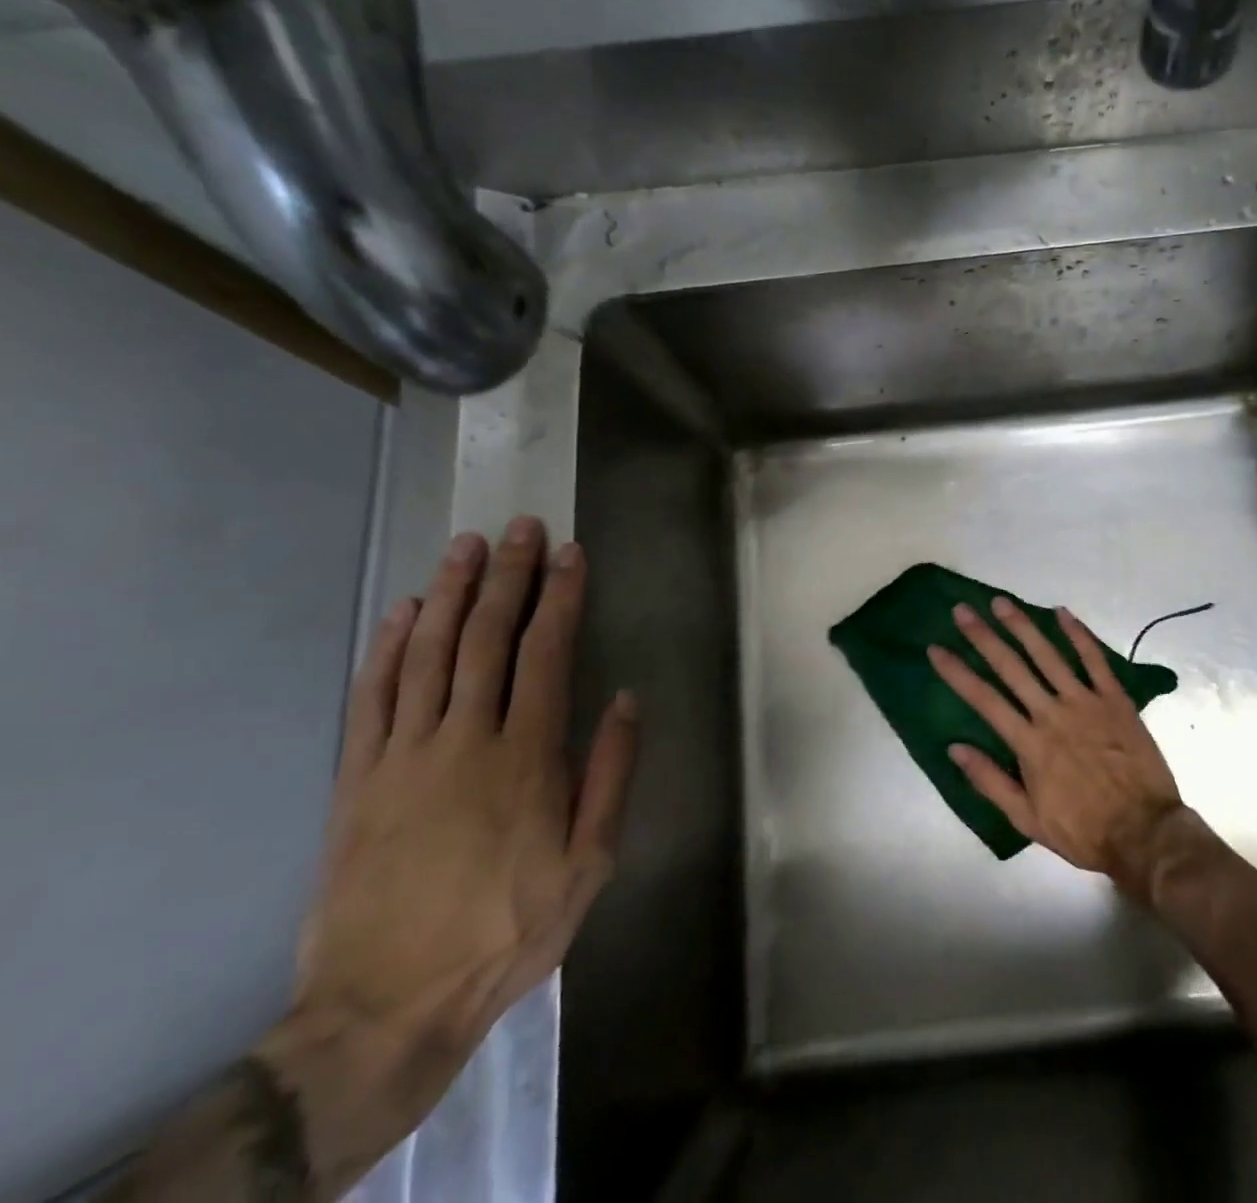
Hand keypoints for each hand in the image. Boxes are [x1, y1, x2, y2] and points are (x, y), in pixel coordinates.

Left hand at [260, 518, 637, 1192]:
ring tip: (463, 545)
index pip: (546, 653)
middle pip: (485, 638)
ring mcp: (402, 756)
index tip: (569, 553)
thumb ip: (609, 774)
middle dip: (506, 576)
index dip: (560, 597)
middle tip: (517, 527)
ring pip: (426, 654)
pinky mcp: (356, 779)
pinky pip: (372, 697)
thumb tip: (623, 698)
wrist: (385, 1007)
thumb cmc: (507, 929)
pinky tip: (402, 611)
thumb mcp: (589, 862)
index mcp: (526, 758)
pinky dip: (387, 646)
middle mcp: (464, 740)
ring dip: (448, 593)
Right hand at [929, 598, 1182, 897]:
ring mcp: (1085, 702)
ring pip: (1048, 655)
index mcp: (1029, 743)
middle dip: (983, 636)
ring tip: (1001, 602)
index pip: (983, 699)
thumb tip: (954, 748)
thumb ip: (990, 781)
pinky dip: (1078, 635)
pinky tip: (1062, 613)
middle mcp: (1052, 713)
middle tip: (962, 610)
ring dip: (1022, 626)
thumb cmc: (1083, 829)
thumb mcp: (1027, 819)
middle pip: (1011, 667)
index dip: (957, 672)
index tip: (936, 648)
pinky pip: (1095, 660)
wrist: (1144, 832)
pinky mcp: (1115, 699)